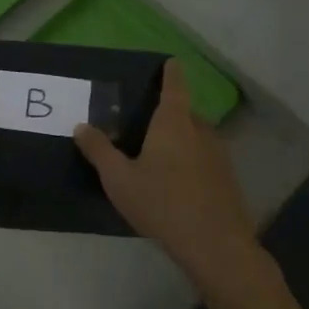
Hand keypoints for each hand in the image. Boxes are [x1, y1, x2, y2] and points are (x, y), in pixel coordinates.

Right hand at [74, 60, 257, 286]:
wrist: (216, 246)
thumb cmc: (163, 204)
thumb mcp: (120, 179)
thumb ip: (99, 151)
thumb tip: (81, 126)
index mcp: (174, 123)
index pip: (175, 85)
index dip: (170, 72)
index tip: (169, 61)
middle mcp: (200, 131)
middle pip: (184, 112)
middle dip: (168, 113)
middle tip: (144, 121)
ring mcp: (219, 155)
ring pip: (196, 136)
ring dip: (180, 138)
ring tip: (157, 153)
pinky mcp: (227, 179)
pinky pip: (204, 158)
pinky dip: (190, 160)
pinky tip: (176, 182)